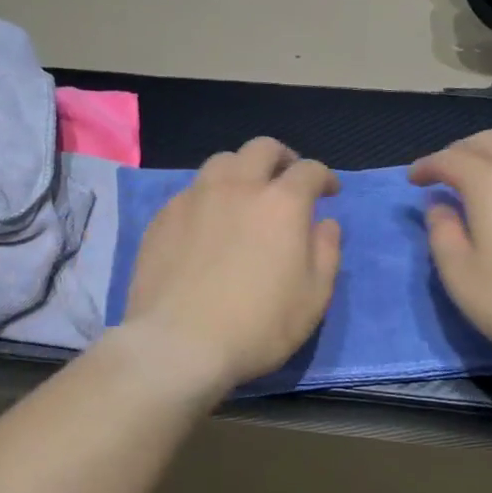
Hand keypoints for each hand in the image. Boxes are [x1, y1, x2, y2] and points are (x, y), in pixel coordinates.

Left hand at [121, 138, 341, 392]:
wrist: (179, 344)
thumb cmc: (258, 326)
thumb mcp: (314, 297)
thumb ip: (326, 252)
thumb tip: (326, 223)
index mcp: (281, 202)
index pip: (309, 170)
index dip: (324, 177)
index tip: (329, 192)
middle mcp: (238, 187)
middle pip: (262, 149)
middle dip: (282, 158)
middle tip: (286, 180)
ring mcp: (195, 198)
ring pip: (221, 162)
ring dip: (241, 170)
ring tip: (244, 195)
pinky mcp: (163, 217)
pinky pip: (191, 191)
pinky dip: (208, 196)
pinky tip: (207, 223)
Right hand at [409, 130, 491, 366]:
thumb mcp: (462, 278)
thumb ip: (442, 235)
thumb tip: (439, 206)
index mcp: (491, 184)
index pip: (451, 159)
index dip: (428, 165)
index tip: (414, 179)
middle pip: (490, 141)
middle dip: (462, 150)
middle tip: (447, 172)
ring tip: (490, 180)